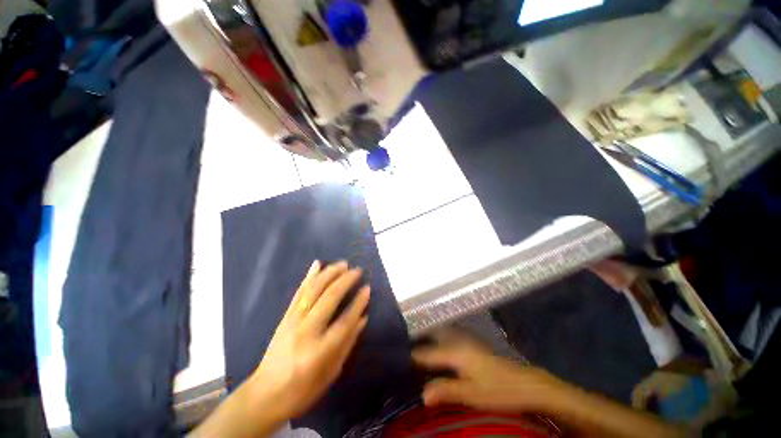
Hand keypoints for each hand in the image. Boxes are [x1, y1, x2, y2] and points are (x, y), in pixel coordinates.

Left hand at [245, 260, 369, 421]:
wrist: (265, 394)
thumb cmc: (303, 389)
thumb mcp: (331, 372)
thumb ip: (348, 343)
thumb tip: (363, 318)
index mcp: (319, 350)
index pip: (345, 320)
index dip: (358, 303)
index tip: (367, 288)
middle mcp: (306, 331)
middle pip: (329, 298)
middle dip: (345, 281)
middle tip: (357, 270)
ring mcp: (293, 321)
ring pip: (313, 290)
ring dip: (329, 273)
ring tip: (343, 264)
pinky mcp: (285, 316)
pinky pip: (299, 292)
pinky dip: (309, 276)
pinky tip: (317, 264)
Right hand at [412, 329, 564, 412]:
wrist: (526, 384)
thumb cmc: (498, 390)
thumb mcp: (472, 394)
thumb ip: (446, 390)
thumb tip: (421, 394)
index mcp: (455, 351)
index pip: (426, 352)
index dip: (411, 356)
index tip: (396, 359)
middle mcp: (457, 340)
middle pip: (431, 336)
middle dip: (417, 341)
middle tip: (403, 350)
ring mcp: (466, 340)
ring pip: (440, 335)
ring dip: (428, 340)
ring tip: (416, 349)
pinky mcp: (472, 344)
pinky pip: (448, 338)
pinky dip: (439, 342)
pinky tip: (437, 351)